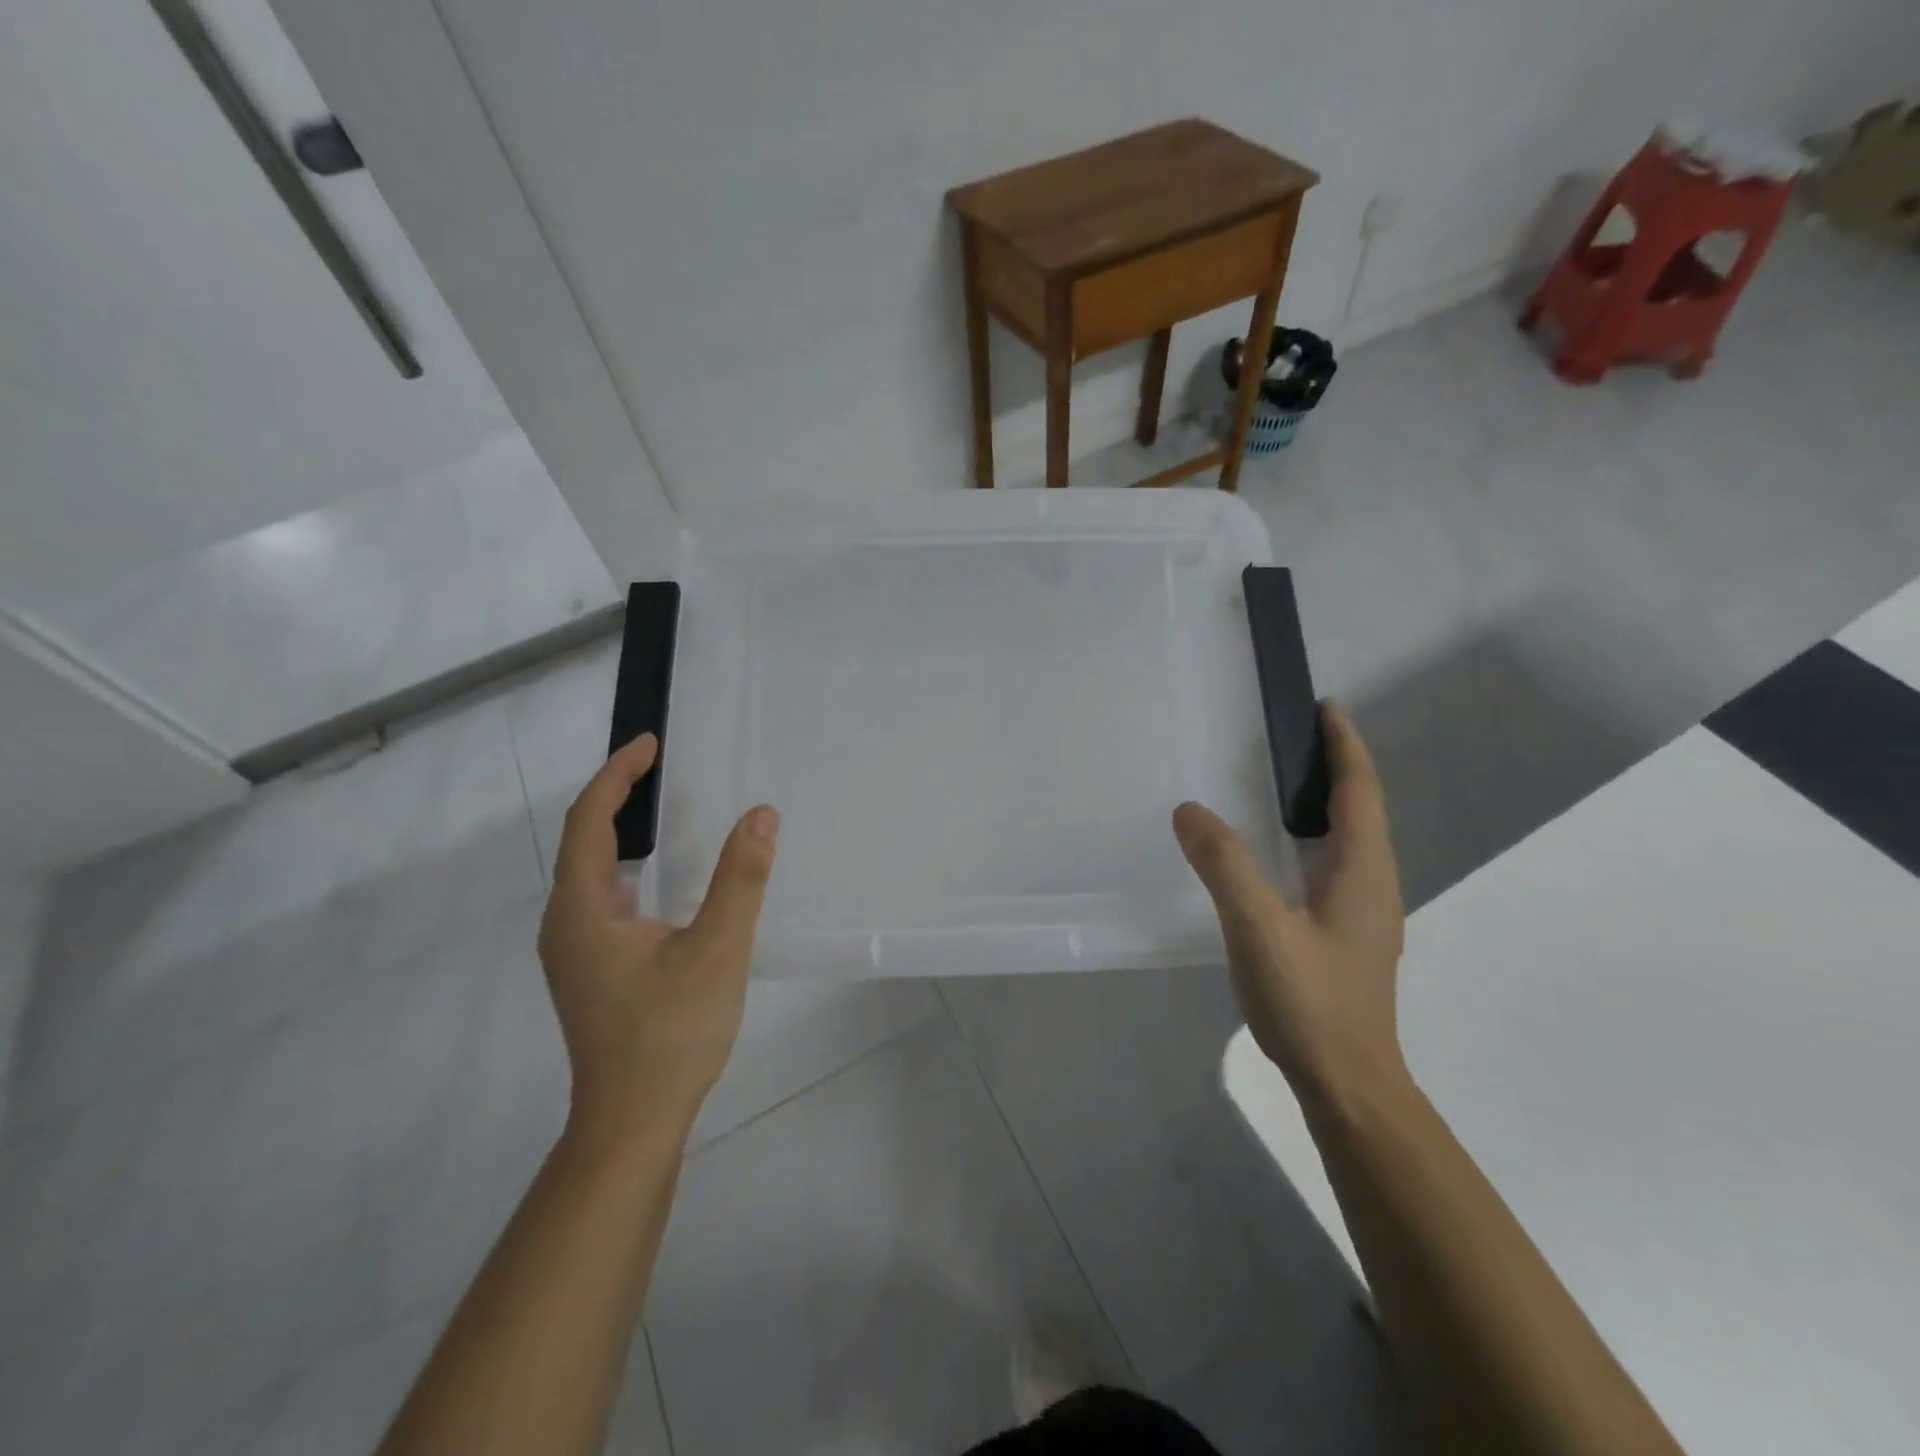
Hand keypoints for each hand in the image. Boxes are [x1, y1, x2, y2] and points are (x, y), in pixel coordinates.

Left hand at [537, 733, 778, 1145]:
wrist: (632, 1122)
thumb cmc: (669, 1034)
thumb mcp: (716, 950)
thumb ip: (740, 879)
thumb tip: (761, 815)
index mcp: (583, 909)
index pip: (591, 820)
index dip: (618, 776)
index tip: (650, 743)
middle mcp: (566, 923)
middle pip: (585, 841)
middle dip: (619, 796)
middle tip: (662, 767)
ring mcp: (574, 950)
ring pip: (592, 872)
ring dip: (623, 832)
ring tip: (664, 808)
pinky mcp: (590, 969)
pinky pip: (603, 897)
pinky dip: (629, 867)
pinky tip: (663, 878)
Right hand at [1173, 703, 1405, 1096]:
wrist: (1348, 1082)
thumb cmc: (1310, 1001)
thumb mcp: (1258, 927)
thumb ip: (1224, 865)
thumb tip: (1190, 810)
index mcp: (1363, 870)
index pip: (1359, 790)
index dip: (1345, 745)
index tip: (1326, 707)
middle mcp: (1373, 883)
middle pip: (1360, 808)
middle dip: (1334, 766)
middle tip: (1293, 736)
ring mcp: (1364, 912)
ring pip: (1348, 839)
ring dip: (1325, 802)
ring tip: (1284, 782)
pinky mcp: (1347, 934)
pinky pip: (1333, 864)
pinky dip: (1313, 837)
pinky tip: (1281, 852)